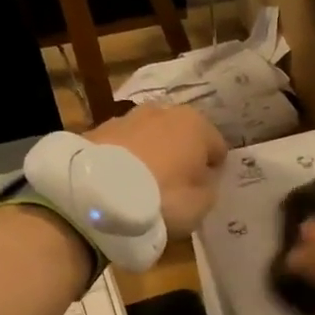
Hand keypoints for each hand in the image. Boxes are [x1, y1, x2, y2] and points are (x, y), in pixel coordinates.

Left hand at [86, 104, 227, 235]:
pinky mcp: (96, 129)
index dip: (214, 169)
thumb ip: (209, 186)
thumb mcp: (202, 203)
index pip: (217, 147)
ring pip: (150, 136)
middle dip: (180, 154)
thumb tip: (203, 177)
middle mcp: (164, 111)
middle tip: (176, 184)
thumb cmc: (163, 197)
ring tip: (144, 183)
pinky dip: (125, 158)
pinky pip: (122, 146)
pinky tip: (119, 182)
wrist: (97, 194)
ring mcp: (127, 117)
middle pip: (181, 135)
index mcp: (196, 125)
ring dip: (152, 153)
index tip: (205, 188)